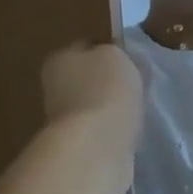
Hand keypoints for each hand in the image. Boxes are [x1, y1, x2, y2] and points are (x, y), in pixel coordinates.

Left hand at [40, 42, 142, 193]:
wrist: (96, 146)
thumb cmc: (104, 91)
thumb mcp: (116, 55)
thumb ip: (114, 52)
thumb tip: (115, 59)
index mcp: (59, 59)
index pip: (86, 46)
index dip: (109, 49)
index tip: (131, 58)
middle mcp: (55, 88)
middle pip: (88, 78)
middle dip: (109, 82)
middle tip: (137, 84)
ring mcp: (65, 121)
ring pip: (95, 106)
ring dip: (112, 108)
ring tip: (138, 109)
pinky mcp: (79, 147)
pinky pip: (103, 131)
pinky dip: (115, 131)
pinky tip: (131, 131)